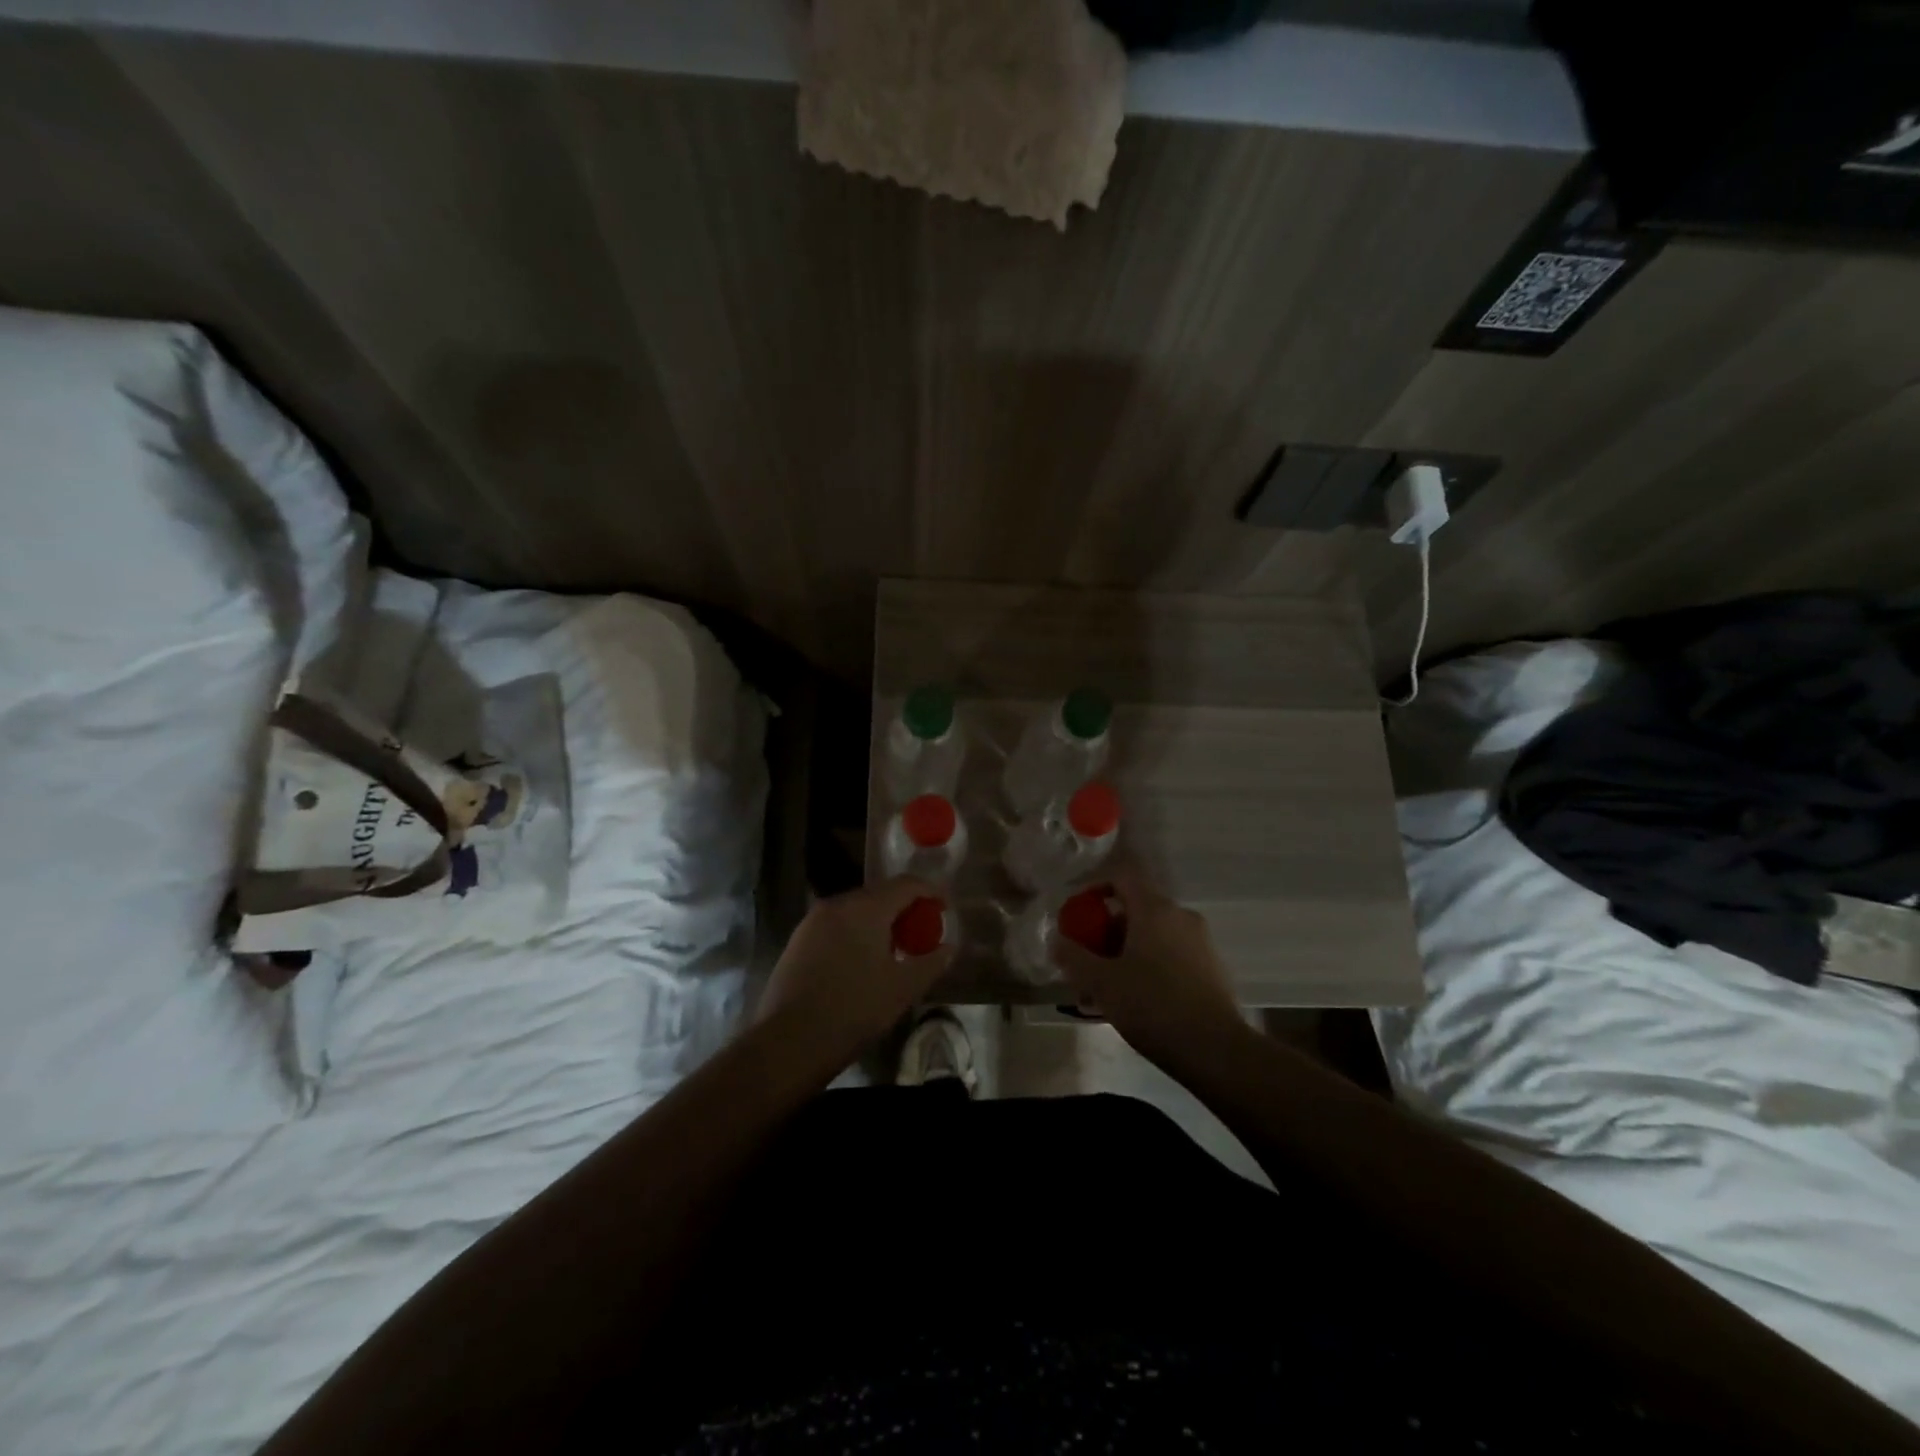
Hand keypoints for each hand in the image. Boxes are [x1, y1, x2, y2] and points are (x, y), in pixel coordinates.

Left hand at [754, 877, 955, 1059]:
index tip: (945, 907)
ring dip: (879, 920)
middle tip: (922, 931)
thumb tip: (949, 948)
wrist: (789, 1041)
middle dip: (904, 907)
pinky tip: (862, 961)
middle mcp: (838, 903)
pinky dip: (856, 931)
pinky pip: (836, 924)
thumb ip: (931, 963)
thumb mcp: (903, 989)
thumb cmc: (854, 1010)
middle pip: (880, 893)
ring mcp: (813, 920)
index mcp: (866, 908)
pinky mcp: (797, 939)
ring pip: (856, 909)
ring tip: (894, 948)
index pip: (906, 884)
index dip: (931, 890)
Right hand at [1052, 870, 1246, 1070]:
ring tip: (1105, 987)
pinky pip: (1171, 954)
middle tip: (1086, 959)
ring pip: (1153, 935)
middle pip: (1136, 908)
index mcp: (1154, 909)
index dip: (1095, 888)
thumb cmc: (1152, 1006)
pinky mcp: (1211, 968)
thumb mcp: (1102, 983)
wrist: (1216, 1050)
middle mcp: (1180, 916)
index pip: (1121, 876)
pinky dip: (1149, 965)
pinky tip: (1135, 1000)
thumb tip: (1057, 940)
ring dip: (1126, 951)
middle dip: (1106, 930)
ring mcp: (1200, 941)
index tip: (1077, 914)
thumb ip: (1074, 957)